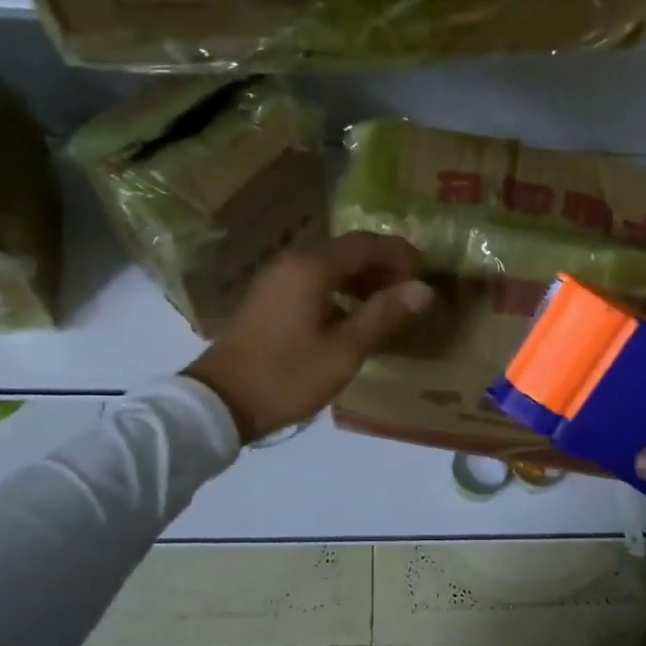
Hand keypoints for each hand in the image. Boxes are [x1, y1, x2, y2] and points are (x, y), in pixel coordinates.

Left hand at [185, 232, 433, 443]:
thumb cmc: (287, 375)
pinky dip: (338, 290)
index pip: (366, 244)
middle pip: (347, 251)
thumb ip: (384, 315)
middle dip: (382, 266)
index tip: (425, 274)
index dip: (399, 255)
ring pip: (329, 266)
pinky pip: (312, 281)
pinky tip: (352, 317)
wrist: (219, 401)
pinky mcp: (268, 298)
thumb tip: (424, 289)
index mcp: (312, 267)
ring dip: (361, 279)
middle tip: (410, 292)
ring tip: (387, 305)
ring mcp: (276, 278)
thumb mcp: (344, 350)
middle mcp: (293, 261)